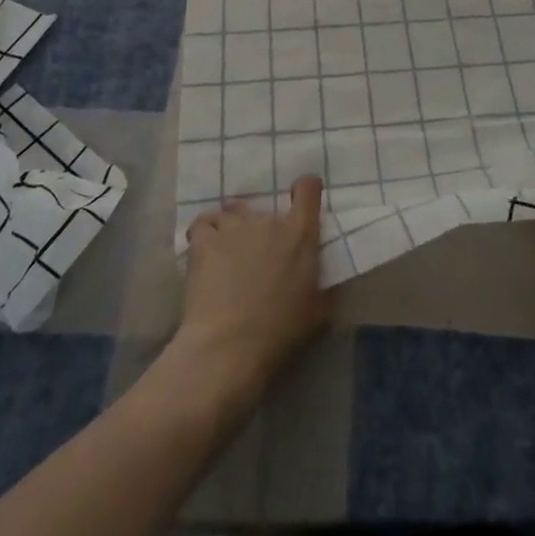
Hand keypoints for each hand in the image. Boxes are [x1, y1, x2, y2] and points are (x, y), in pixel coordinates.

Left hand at [174, 177, 329, 410]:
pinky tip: (204, 251)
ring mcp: (233, 226)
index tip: (301, 200)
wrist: (230, 345)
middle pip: (264, 208)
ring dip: (232, 228)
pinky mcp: (204, 240)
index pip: (308, 190)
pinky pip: (203, 223)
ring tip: (228, 253)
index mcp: (300, 234)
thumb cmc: (280, 331)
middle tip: (258, 254)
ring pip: (231, 213)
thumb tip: (330, 283)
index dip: (306, 190)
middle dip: (261, 227)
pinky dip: (205, 233)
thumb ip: (326, 289)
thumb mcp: (319, 313)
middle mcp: (267, 220)